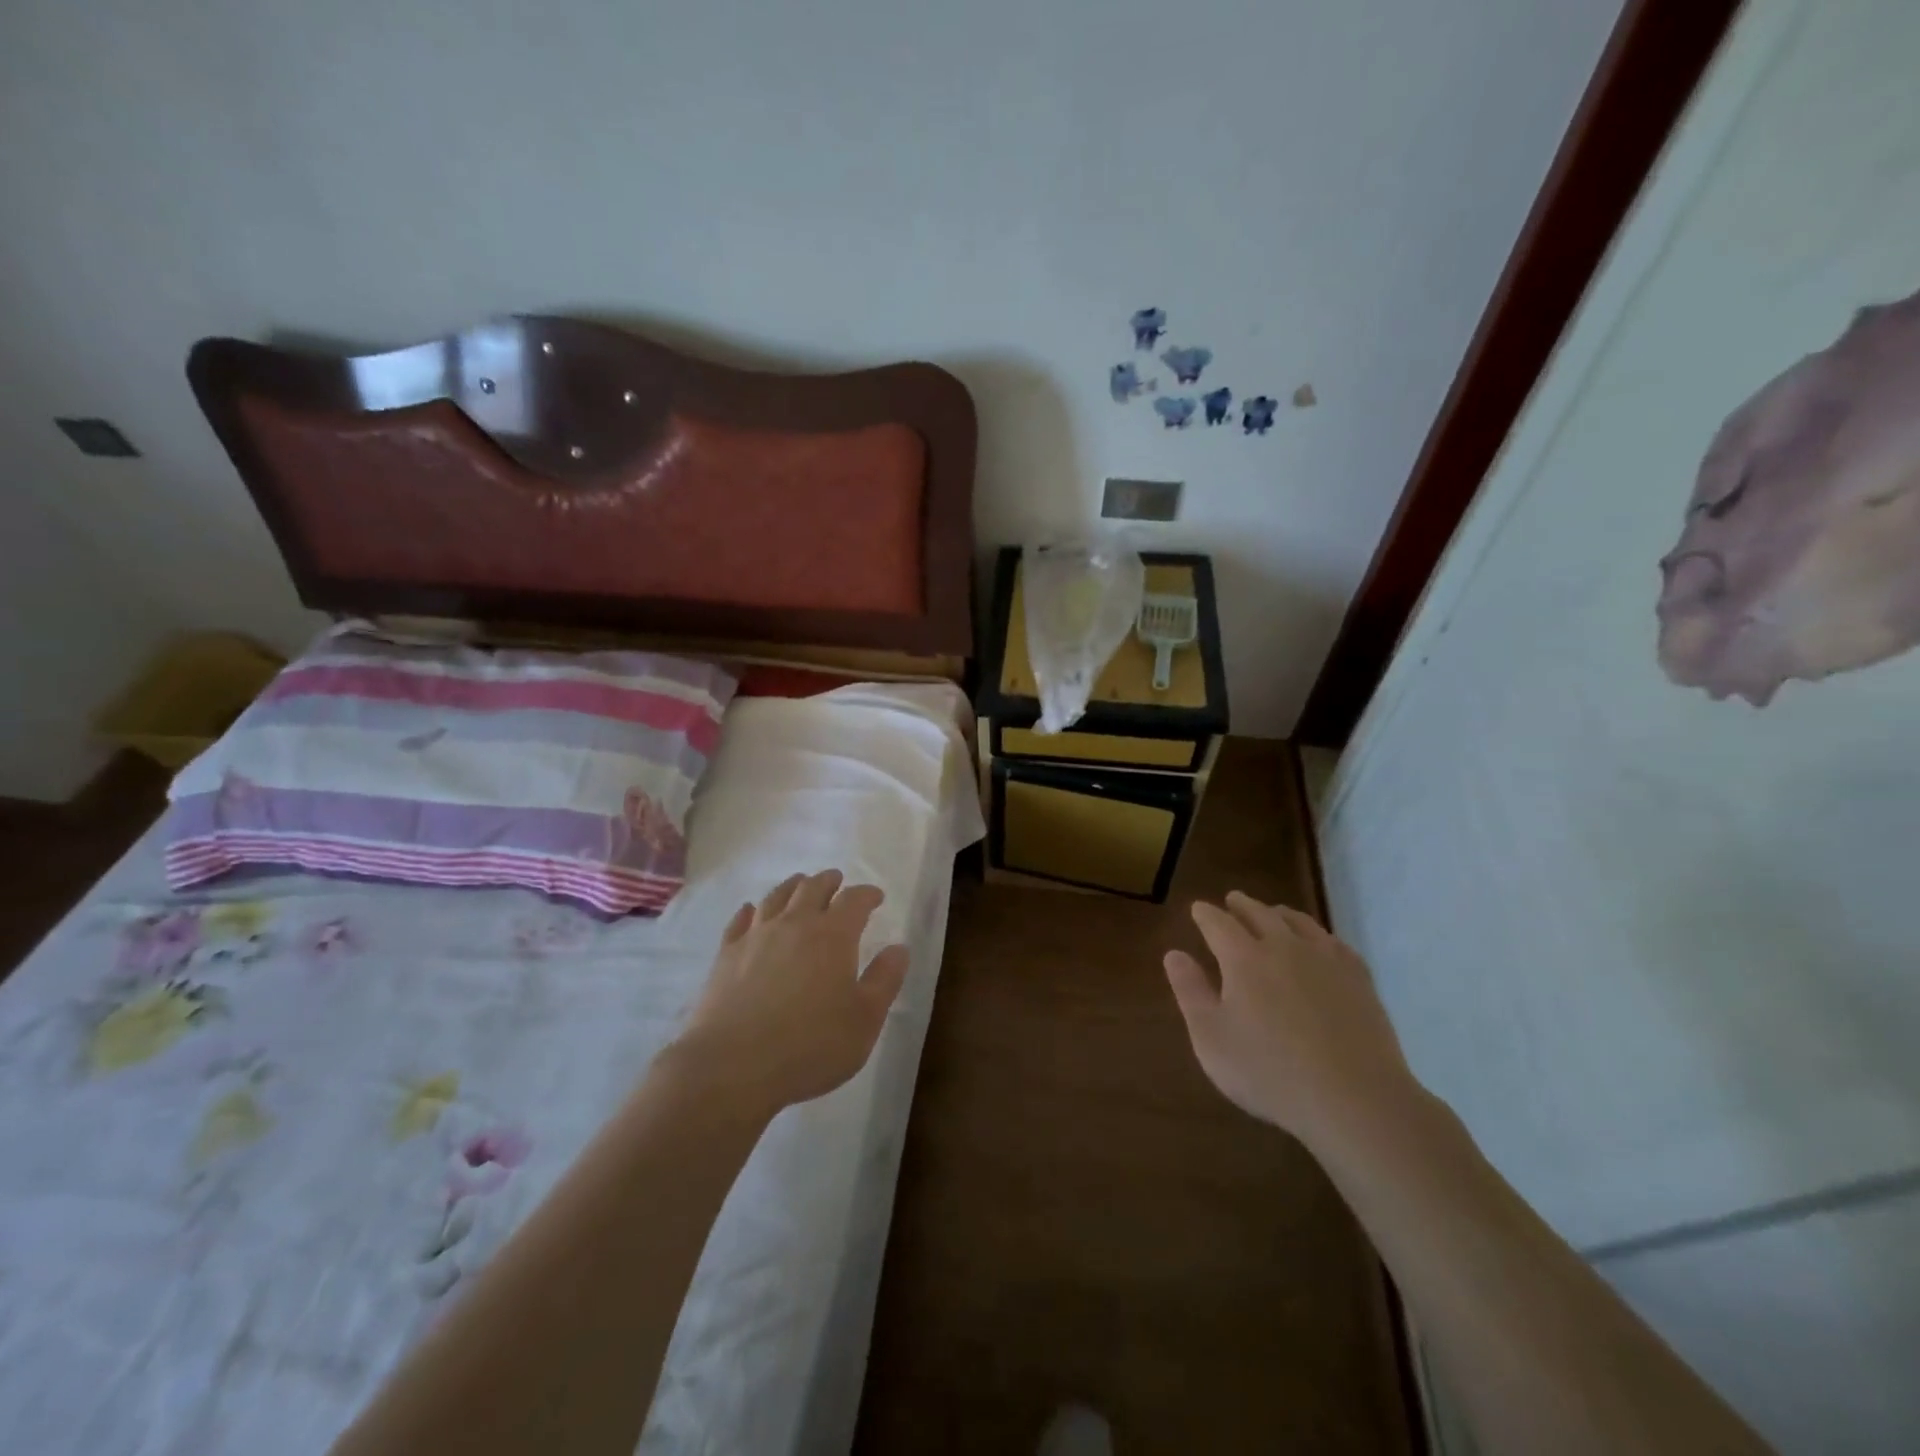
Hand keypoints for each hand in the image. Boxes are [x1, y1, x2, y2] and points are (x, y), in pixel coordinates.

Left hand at [671, 869, 908, 1117]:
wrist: (733, 1066)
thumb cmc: (810, 1045)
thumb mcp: (865, 1020)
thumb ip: (884, 980)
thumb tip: (899, 948)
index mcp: (833, 936)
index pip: (854, 900)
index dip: (867, 894)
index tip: (876, 896)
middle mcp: (794, 924)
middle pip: (812, 888)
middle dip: (829, 882)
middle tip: (837, 881)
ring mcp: (756, 936)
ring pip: (776, 897)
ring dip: (793, 887)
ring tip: (800, 885)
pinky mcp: (726, 955)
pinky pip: (740, 920)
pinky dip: (751, 910)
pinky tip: (752, 912)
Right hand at [1164, 891, 1418, 1151]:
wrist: (1354, 1100)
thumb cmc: (1269, 1072)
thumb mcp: (1211, 1038)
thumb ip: (1190, 992)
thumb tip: (1174, 954)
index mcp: (1243, 958)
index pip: (1218, 923)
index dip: (1205, 914)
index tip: (1198, 909)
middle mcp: (1284, 947)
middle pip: (1260, 914)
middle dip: (1242, 905)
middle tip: (1232, 900)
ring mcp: (1326, 961)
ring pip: (1299, 922)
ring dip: (1280, 913)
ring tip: (1273, 913)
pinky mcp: (1359, 980)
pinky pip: (1334, 943)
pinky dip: (1318, 935)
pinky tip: (1320, 944)